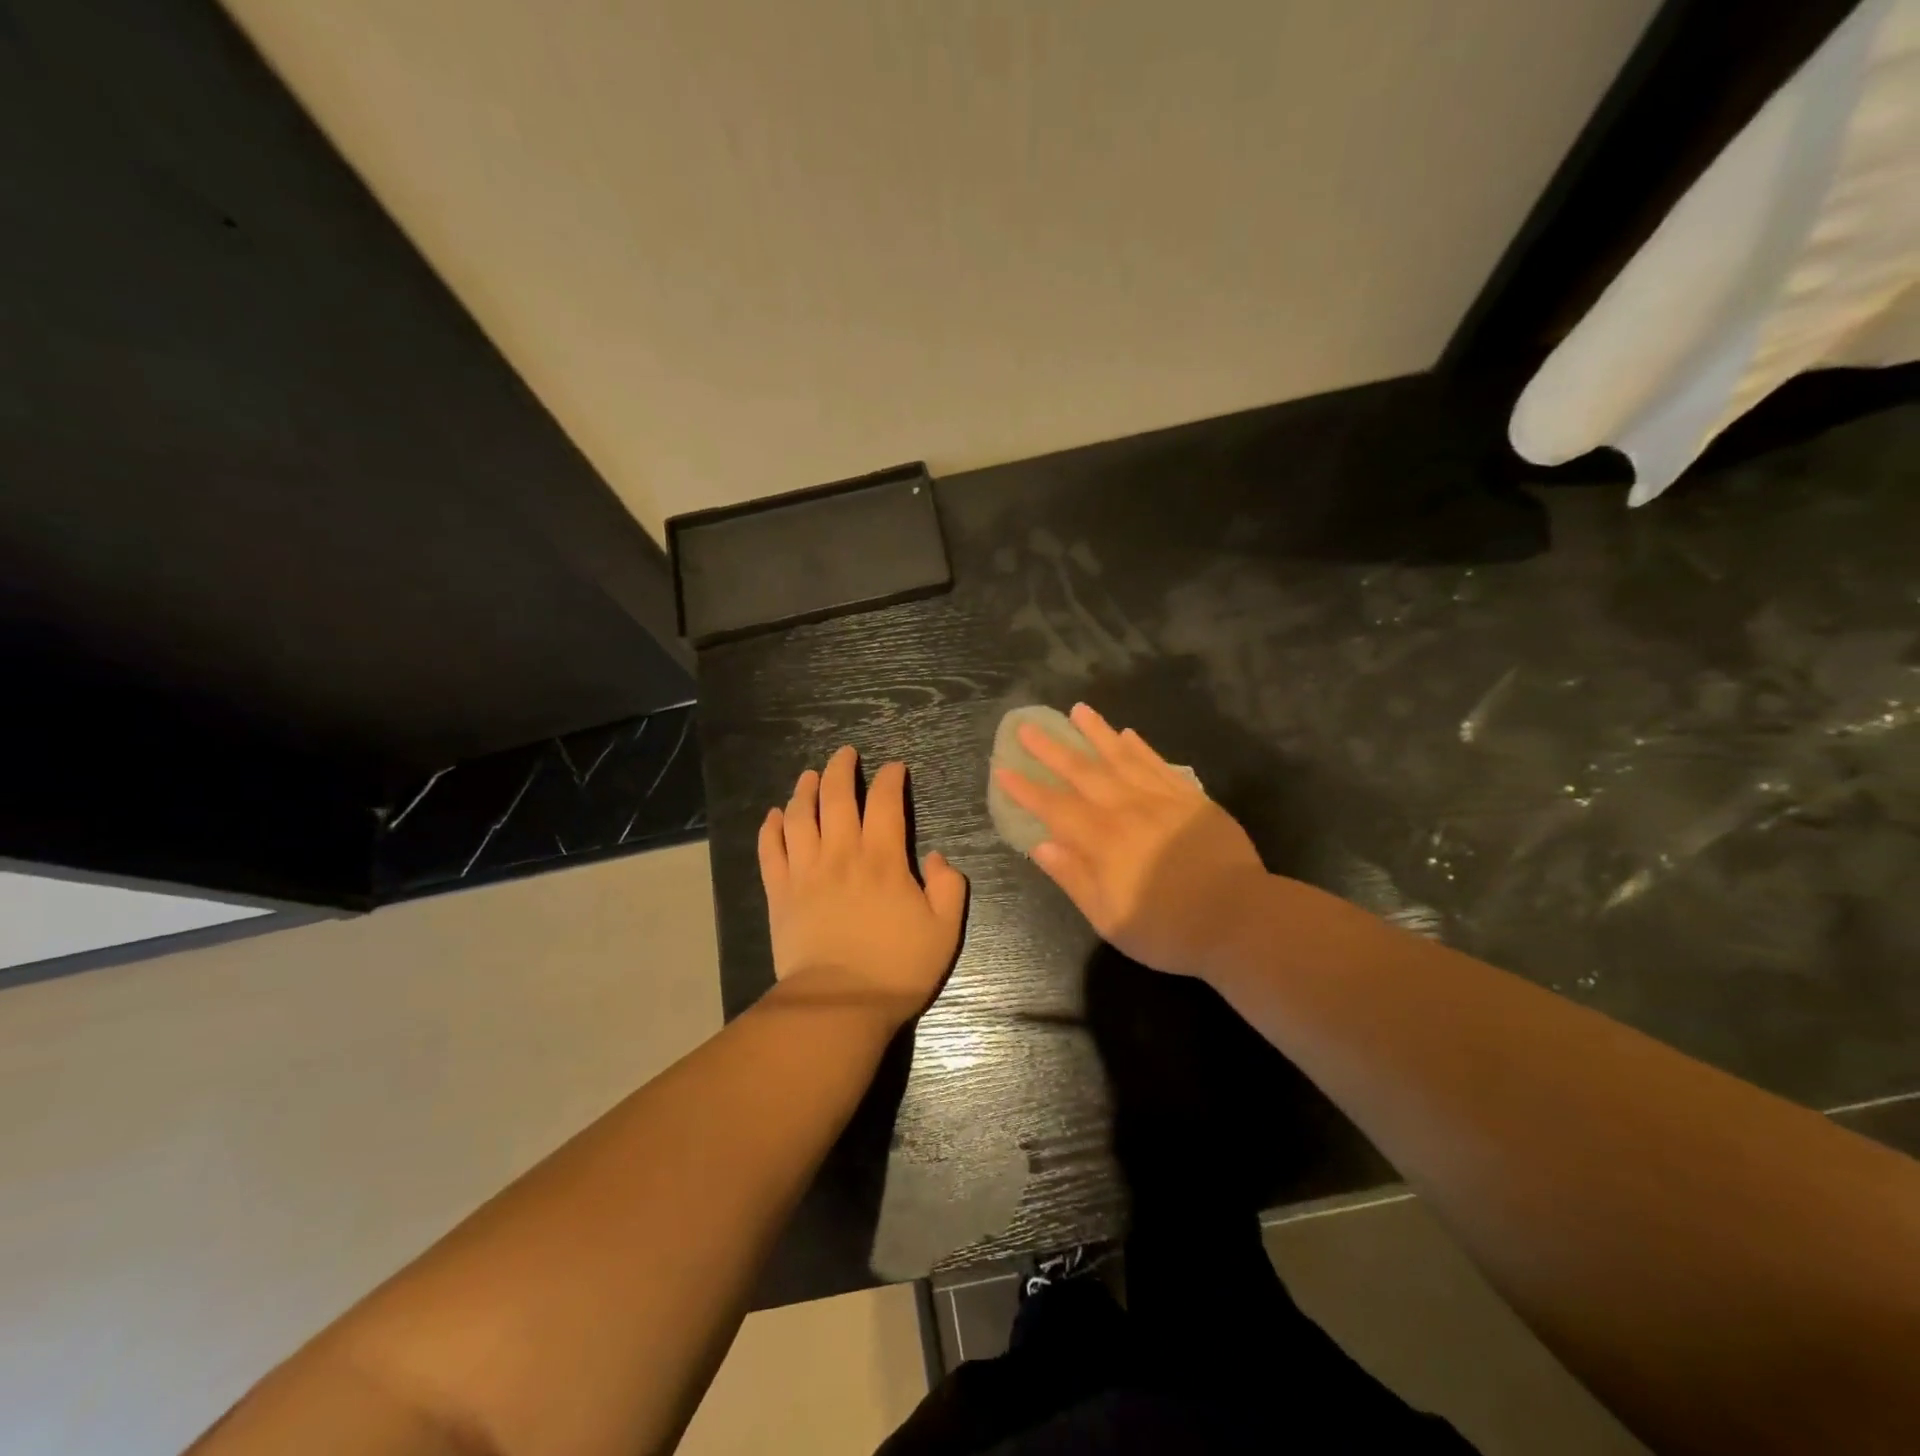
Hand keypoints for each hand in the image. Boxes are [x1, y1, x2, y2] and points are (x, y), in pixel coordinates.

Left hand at [758, 746, 967, 1024]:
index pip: (885, 802)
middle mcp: (841, 853)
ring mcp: (805, 871)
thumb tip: (939, 857)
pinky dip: (771, 827)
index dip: (891, 779)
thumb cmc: (896, 968)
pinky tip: (775, 814)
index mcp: (883, 859)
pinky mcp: (780, 893)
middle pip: (836, 796)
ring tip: (809, 774)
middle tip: (846, 754)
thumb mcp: (944, 930)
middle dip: (842, 768)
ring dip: (804, 789)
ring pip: (800, 815)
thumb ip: (949, 887)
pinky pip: (771, 850)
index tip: (895, 768)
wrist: (838, 1005)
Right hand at [994, 704, 1266, 979]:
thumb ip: (1075, 878)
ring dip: (1096, 733)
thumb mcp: (1110, 918)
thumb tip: (1042, 845)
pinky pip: (1159, 765)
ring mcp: (1161, 800)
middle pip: (1082, 773)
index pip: (1055, 807)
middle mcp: (1126, 810)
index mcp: (1102, 841)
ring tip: (1077, 710)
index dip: (1027, 789)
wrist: (1240, 918)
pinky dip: (1141, 748)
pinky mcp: (1191, 799)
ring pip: (1121, 758)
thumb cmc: (1168, 928)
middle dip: (1052, 749)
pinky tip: (1128, 735)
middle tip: (1028, 726)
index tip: (1004, 769)